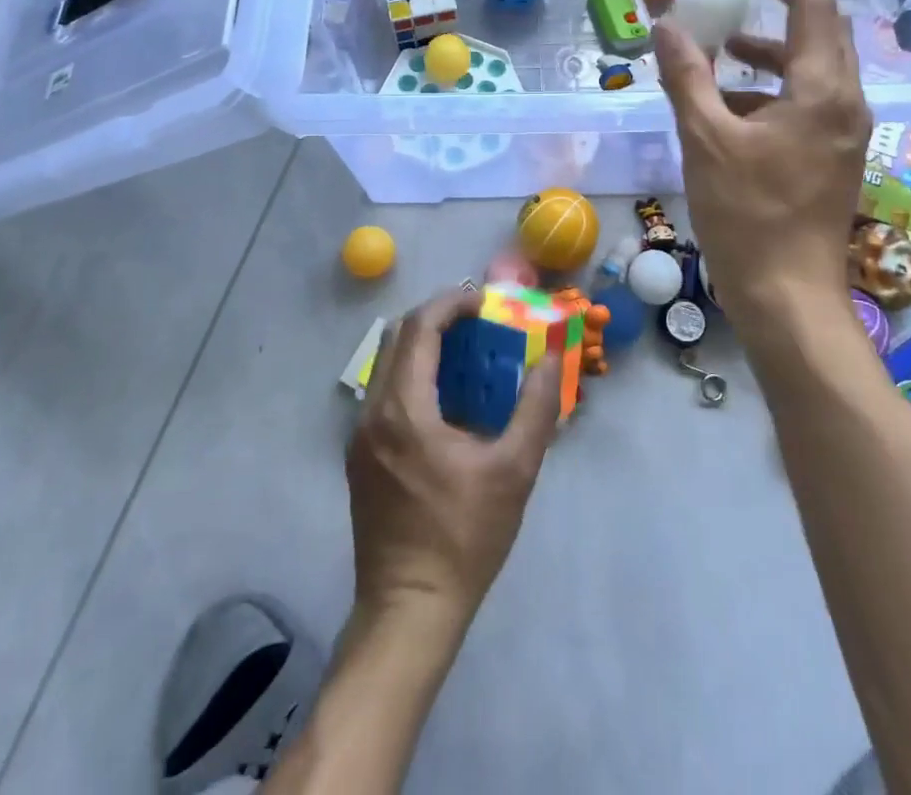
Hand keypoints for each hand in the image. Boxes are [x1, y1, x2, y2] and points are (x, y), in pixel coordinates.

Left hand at [347, 287, 561, 635]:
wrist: (409, 610)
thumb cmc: (464, 537)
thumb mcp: (514, 470)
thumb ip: (536, 406)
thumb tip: (551, 355)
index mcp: (404, 409)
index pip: (420, 327)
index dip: (451, 303)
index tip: (484, 302)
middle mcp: (372, 412)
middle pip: (397, 337)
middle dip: (437, 318)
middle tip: (478, 322)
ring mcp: (359, 435)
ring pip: (387, 364)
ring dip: (423, 346)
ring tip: (466, 354)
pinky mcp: (359, 456)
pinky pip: (384, 393)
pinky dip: (412, 375)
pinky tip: (445, 400)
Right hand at [654, 0, 872, 331]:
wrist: (787, 294)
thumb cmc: (747, 214)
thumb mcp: (705, 139)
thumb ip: (687, 77)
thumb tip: (667, 25)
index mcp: (822, 92)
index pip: (815, 9)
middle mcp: (845, 105)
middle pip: (822, 36)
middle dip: (783, 8)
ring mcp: (844, 135)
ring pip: (814, 72)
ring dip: (773, 53)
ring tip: (725, 52)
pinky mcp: (833, 158)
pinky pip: (808, 103)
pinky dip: (774, 90)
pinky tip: (734, 108)